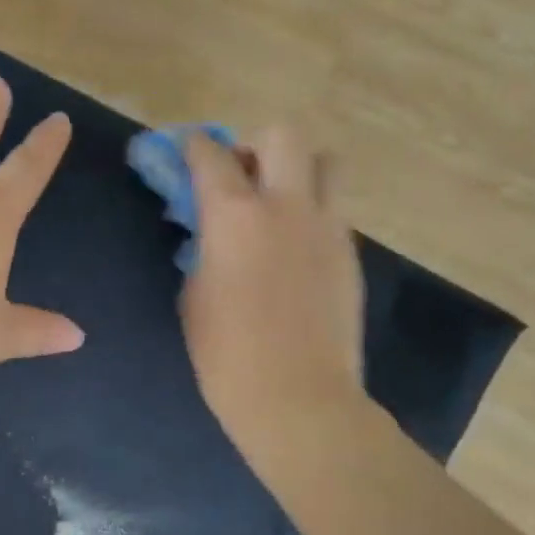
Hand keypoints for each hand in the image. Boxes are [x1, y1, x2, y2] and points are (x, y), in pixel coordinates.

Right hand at [179, 125, 366, 450]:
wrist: (298, 398)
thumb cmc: (227, 357)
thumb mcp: (194, 299)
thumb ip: (203, 253)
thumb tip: (211, 238)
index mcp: (235, 216)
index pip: (211, 155)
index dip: (193, 146)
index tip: (184, 150)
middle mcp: (287, 206)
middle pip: (282, 135)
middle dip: (255, 145)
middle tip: (239, 176)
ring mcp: (327, 227)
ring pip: (324, 164)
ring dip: (296, 171)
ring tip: (275, 206)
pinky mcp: (350, 254)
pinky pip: (332, 211)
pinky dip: (310, 214)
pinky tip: (292, 251)